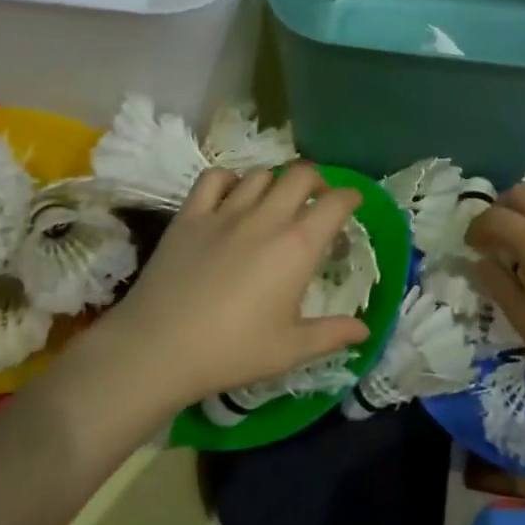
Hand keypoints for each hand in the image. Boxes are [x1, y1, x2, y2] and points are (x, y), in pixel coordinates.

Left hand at [73, 164, 369, 413]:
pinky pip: (214, 178)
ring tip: (275, 200)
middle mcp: (266, 218)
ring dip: (276, 182)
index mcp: (297, 246)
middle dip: (317, 181)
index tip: (353, 203)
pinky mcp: (190, 215)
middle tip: (317, 199)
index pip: (335, 203)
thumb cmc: (232, 350)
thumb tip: (365, 329)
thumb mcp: (290, 349)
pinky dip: (229, 180)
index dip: (350, 197)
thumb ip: (332, 334)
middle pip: (301, 175)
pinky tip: (231, 195)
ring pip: (260, 174)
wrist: (159, 348)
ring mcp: (225, 212)